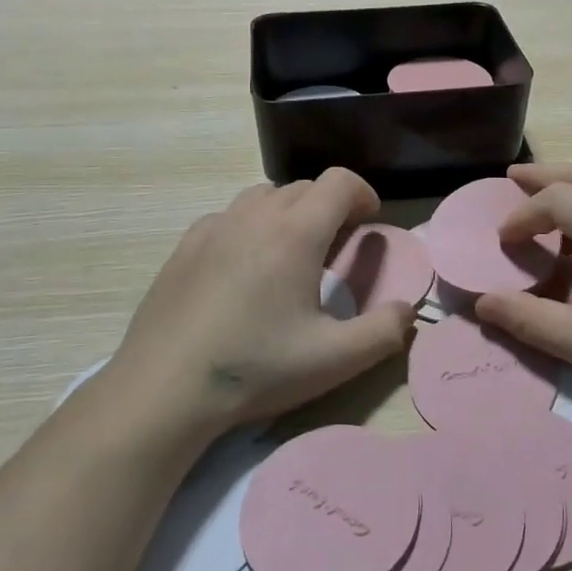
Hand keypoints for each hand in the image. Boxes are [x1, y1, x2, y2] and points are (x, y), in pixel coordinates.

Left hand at [102, 169, 415, 441]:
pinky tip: (244, 270)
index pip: (339, 181)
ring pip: (264, 197)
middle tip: (336, 249)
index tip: (369, 223)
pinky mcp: (185, 244)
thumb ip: (384, 331)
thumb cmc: (255, 368)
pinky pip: (230, 217)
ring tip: (291, 255)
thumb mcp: (333, 360)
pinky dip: (250, 227)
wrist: (163, 389)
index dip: (362, 194)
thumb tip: (407, 310)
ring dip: (289, 213)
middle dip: (329, 207)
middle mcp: (255, 215)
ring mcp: (215, 226)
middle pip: (304, 187)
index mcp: (296, 232)